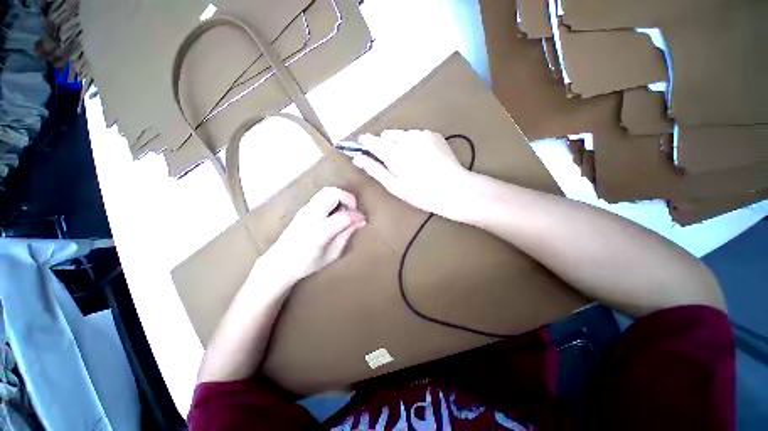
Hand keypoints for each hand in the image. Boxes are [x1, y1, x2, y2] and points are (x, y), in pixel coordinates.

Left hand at [263, 187, 365, 282]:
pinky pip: (322, 196)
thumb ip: (346, 235)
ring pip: (327, 191)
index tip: (363, 220)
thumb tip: (361, 221)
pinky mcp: (303, 208)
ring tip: (346, 211)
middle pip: (332, 193)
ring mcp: (305, 210)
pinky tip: (335, 213)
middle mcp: (310, 217)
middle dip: (349, 198)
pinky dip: (334, 199)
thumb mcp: (332, 255)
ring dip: (341, 197)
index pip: (343, 217)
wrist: (279, 262)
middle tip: (354, 210)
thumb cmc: (306, 264)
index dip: (357, 216)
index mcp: (317, 233)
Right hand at [352, 130, 472, 218]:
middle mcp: (406, 138)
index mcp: (394, 153)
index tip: (362, 148)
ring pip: (400, 134)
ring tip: (408, 161)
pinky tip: (421, 157)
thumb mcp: (395, 186)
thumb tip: (357, 158)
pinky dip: (412, 142)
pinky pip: (415, 134)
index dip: (364, 143)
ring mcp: (421, 134)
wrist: (454, 189)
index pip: (371, 140)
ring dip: (398, 143)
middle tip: (390, 162)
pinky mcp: (433, 134)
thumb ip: (374, 170)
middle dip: (383, 145)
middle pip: (385, 135)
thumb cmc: (421, 193)